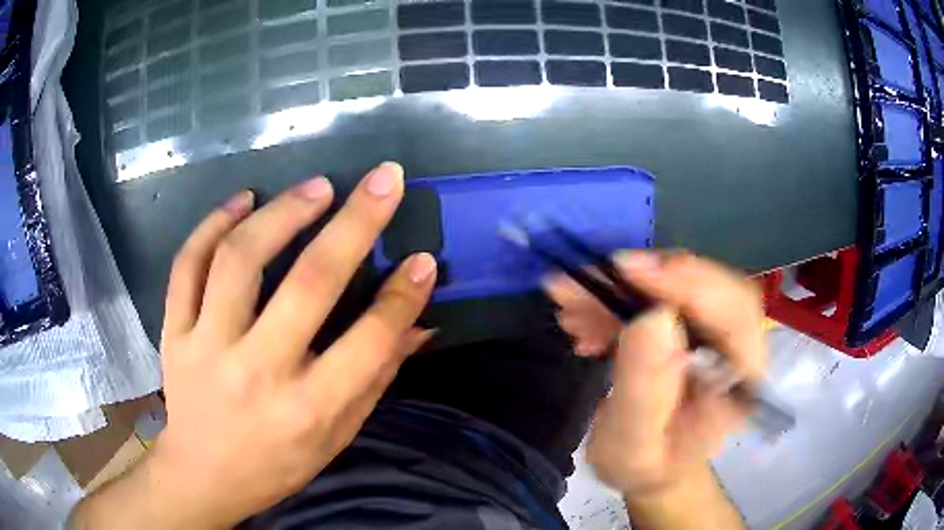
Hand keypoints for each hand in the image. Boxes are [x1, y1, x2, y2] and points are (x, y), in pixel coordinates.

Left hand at [148, 162, 435, 526]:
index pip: (368, 341)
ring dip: (283, 213)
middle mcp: (257, 373)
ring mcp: (206, 347)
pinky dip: (213, 224)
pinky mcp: (174, 332)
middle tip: (382, 180)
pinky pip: (187, 266)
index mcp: (307, 410)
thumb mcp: (336, 437)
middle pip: (309, 284)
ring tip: (316, 187)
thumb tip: (418, 326)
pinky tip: (242, 200)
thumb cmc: (277, 464)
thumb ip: (374, 378)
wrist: (204, 475)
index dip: (403, 296)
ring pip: (239, 260)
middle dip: (356, 223)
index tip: (422, 258)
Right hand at [545, 251, 765, 496]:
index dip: (688, 282)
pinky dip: (617, 299)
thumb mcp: (632, 445)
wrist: (652, 467)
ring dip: (620, 289)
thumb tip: (653, 317)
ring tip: (571, 302)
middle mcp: (737, 346)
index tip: (628, 269)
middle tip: (588, 278)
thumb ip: (645, 391)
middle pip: (707, 286)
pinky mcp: (689, 324)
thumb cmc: (646, 466)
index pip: (734, 312)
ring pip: (677, 286)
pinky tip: (584, 318)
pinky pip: (657, 296)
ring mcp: (714, 331)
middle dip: (645, 278)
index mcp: (741, 381)